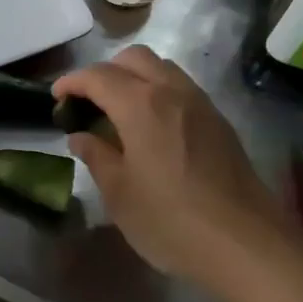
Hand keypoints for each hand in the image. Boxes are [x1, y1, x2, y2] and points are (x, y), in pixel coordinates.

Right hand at [54, 46, 293, 287]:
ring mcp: (201, 104)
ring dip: (134, 78)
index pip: (98, 76)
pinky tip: (151, 128)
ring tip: (118, 112)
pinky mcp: (219, 121)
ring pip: (162, 68)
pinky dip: (158, 92)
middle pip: (133, 58)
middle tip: (88, 103)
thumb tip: (81, 137)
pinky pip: (181, 88)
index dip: (72, 82)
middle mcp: (172, 91)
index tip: (56, 98)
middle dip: (105, 72)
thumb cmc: (171, 221)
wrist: (246, 243)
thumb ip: (97, 157)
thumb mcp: (120, 194)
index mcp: (141, 105)